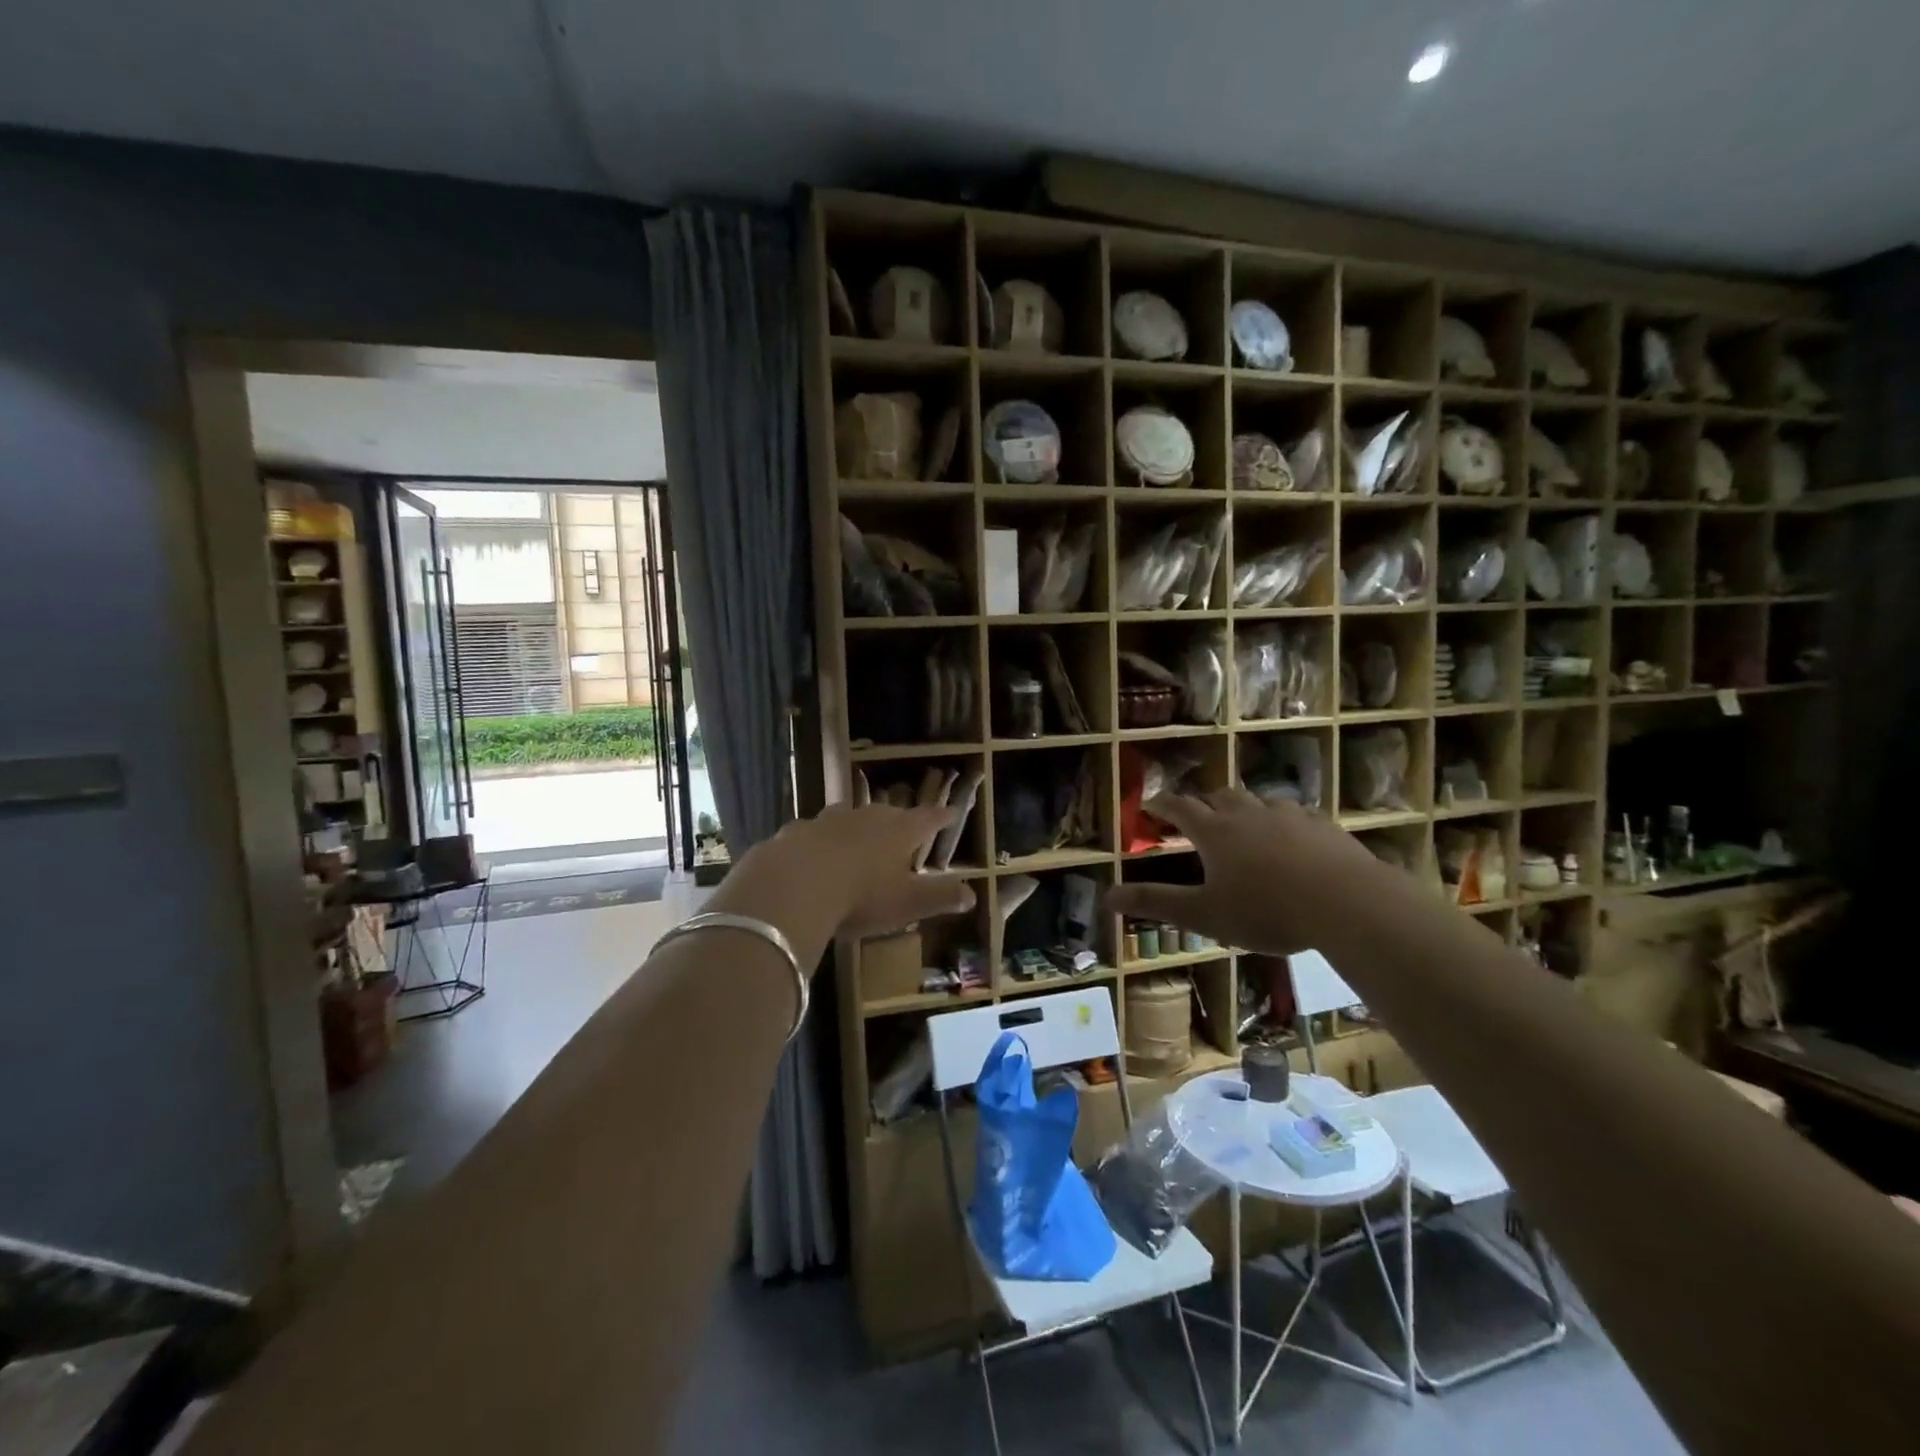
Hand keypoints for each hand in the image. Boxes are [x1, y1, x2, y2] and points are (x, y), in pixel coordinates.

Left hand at [711, 803, 975, 955]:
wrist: (792, 886)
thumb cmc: (860, 896)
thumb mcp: (908, 903)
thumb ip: (940, 896)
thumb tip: (972, 895)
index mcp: (898, 832)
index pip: (927, 819)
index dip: (940, 817)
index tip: (951, 812)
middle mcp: (865, 818)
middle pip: (887, 814)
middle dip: (897, 819)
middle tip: (903, 824)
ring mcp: (826, 821)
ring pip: (848, 816)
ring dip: (856, 823)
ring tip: (859, 832)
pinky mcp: (794, 833)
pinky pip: (812, 832)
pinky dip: (818, 839)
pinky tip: (812, 851)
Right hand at [1105, 789, 1386, 954]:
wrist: (1346, 903)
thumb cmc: (1265, 910)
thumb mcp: (1204, 914)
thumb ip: (1155, 902)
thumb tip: (1107, 895)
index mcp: (1214, 831)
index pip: (1179, 807)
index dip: (1162, 804)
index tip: (1150, 804)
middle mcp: (1248, 814)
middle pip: (1219, 796)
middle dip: (1204, 803)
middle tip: (1197, 815)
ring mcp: (1289, 815)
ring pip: (1259, 801)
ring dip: (1245, 809)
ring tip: (1244, 824)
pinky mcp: (1323, 826)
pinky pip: (1296, 814)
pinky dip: (1283, 821)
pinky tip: (1292, 838)